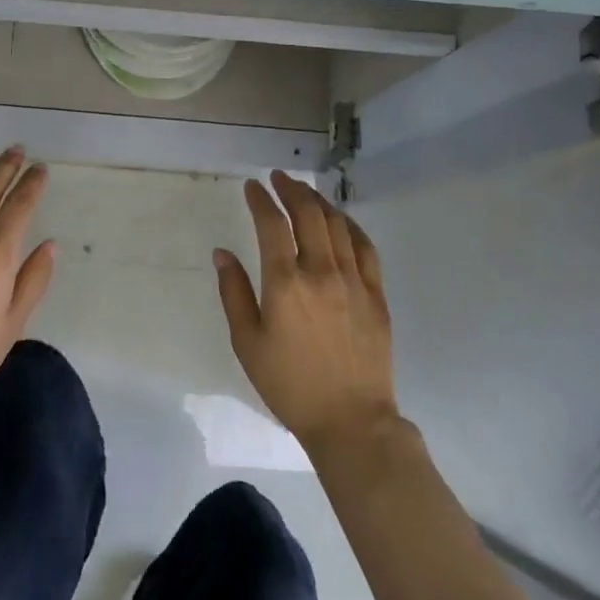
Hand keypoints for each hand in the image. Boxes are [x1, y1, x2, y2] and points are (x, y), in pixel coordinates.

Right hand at [214, 171, 399, 447]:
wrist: (351, 421)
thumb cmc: (289, 384)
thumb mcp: (247, 343)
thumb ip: (233, 292)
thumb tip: (222, 253)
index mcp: (285, 283)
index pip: (272, 225)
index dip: (260, 200)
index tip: (252, 186)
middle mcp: (321, 272)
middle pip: (308, 214)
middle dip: (291, 189)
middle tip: (278, 178)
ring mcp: (354, 281)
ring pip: (337, 225)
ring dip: (318, 201)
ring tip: (304, 192)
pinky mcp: (376, 294)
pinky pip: (365, 247)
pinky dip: (350, 225)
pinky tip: (340, 220)